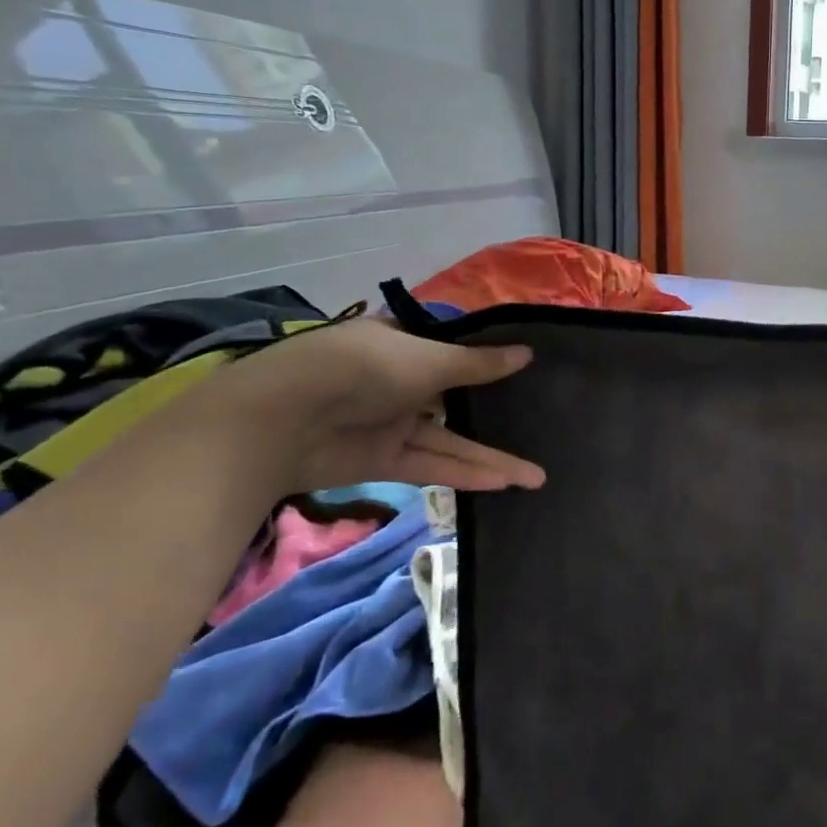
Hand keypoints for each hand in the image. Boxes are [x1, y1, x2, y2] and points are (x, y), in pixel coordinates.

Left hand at [201, 317, 545, 495]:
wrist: (283, 419)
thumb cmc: (364, 368)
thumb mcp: (430, 359)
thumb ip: (479, 364)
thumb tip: (527, 353)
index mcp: (404, 344)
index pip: (454, 349)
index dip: (490, 360)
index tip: (530, 370)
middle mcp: (401, 382)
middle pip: (458, 399)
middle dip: (497, 415)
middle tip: (543, 426)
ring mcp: (392, 423)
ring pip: (451, 440)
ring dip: (491, 456)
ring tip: (538, 475)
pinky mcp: (384, 460)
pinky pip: (432, 465)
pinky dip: (464, 473)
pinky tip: (504, 483)